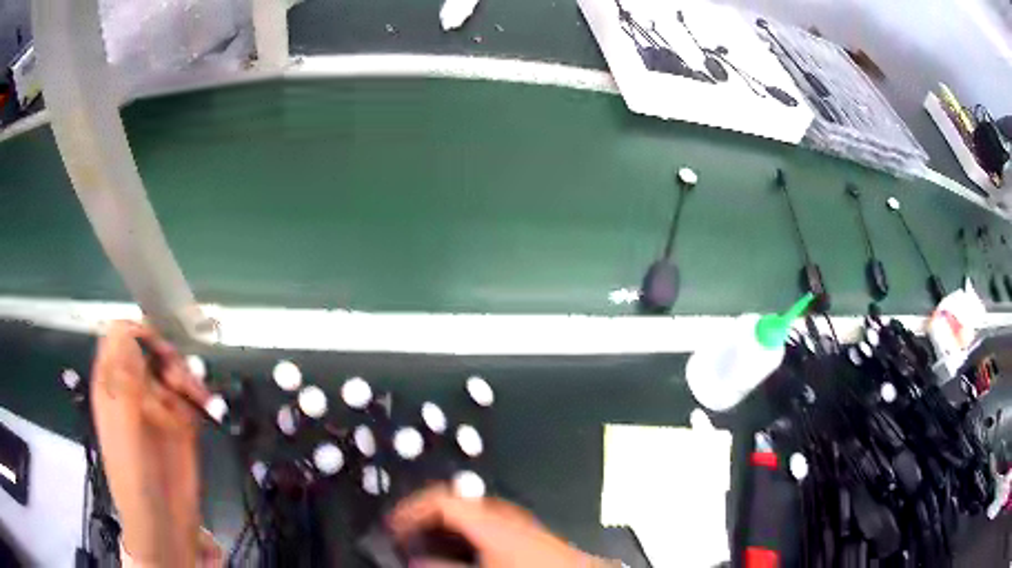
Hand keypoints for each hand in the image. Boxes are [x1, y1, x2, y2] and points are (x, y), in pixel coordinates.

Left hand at [90, 321, 211, 566]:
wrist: (163, 523)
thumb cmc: (134, 477)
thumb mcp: (123, 427)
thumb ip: (123, 381)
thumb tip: (127, 330)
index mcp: (113, 384)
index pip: (120, 337)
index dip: (138, 332)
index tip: (159, 349)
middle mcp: (135, 389)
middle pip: (150, 349)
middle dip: (167, 356)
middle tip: (180, 380)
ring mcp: (158, 406)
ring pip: (173, 369)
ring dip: (187, 377)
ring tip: (198, 398)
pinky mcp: (181, 423)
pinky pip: (191, 395)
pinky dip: (201, 395)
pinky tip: (207, 407)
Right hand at [389, 486, 608, 567]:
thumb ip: (444, 566)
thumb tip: (415, 560)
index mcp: (488, 518)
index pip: (440, 498)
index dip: (411, 508)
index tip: (393, 524)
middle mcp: (501, 513)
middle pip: (453, 502)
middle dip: (426, 517)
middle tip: (407, 534)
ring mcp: (516, 521)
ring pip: (469, 513)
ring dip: (445, 526)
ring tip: (429, 543)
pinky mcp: (526, 531)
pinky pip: (485, 523)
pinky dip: (465, 533)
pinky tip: (464, 551)